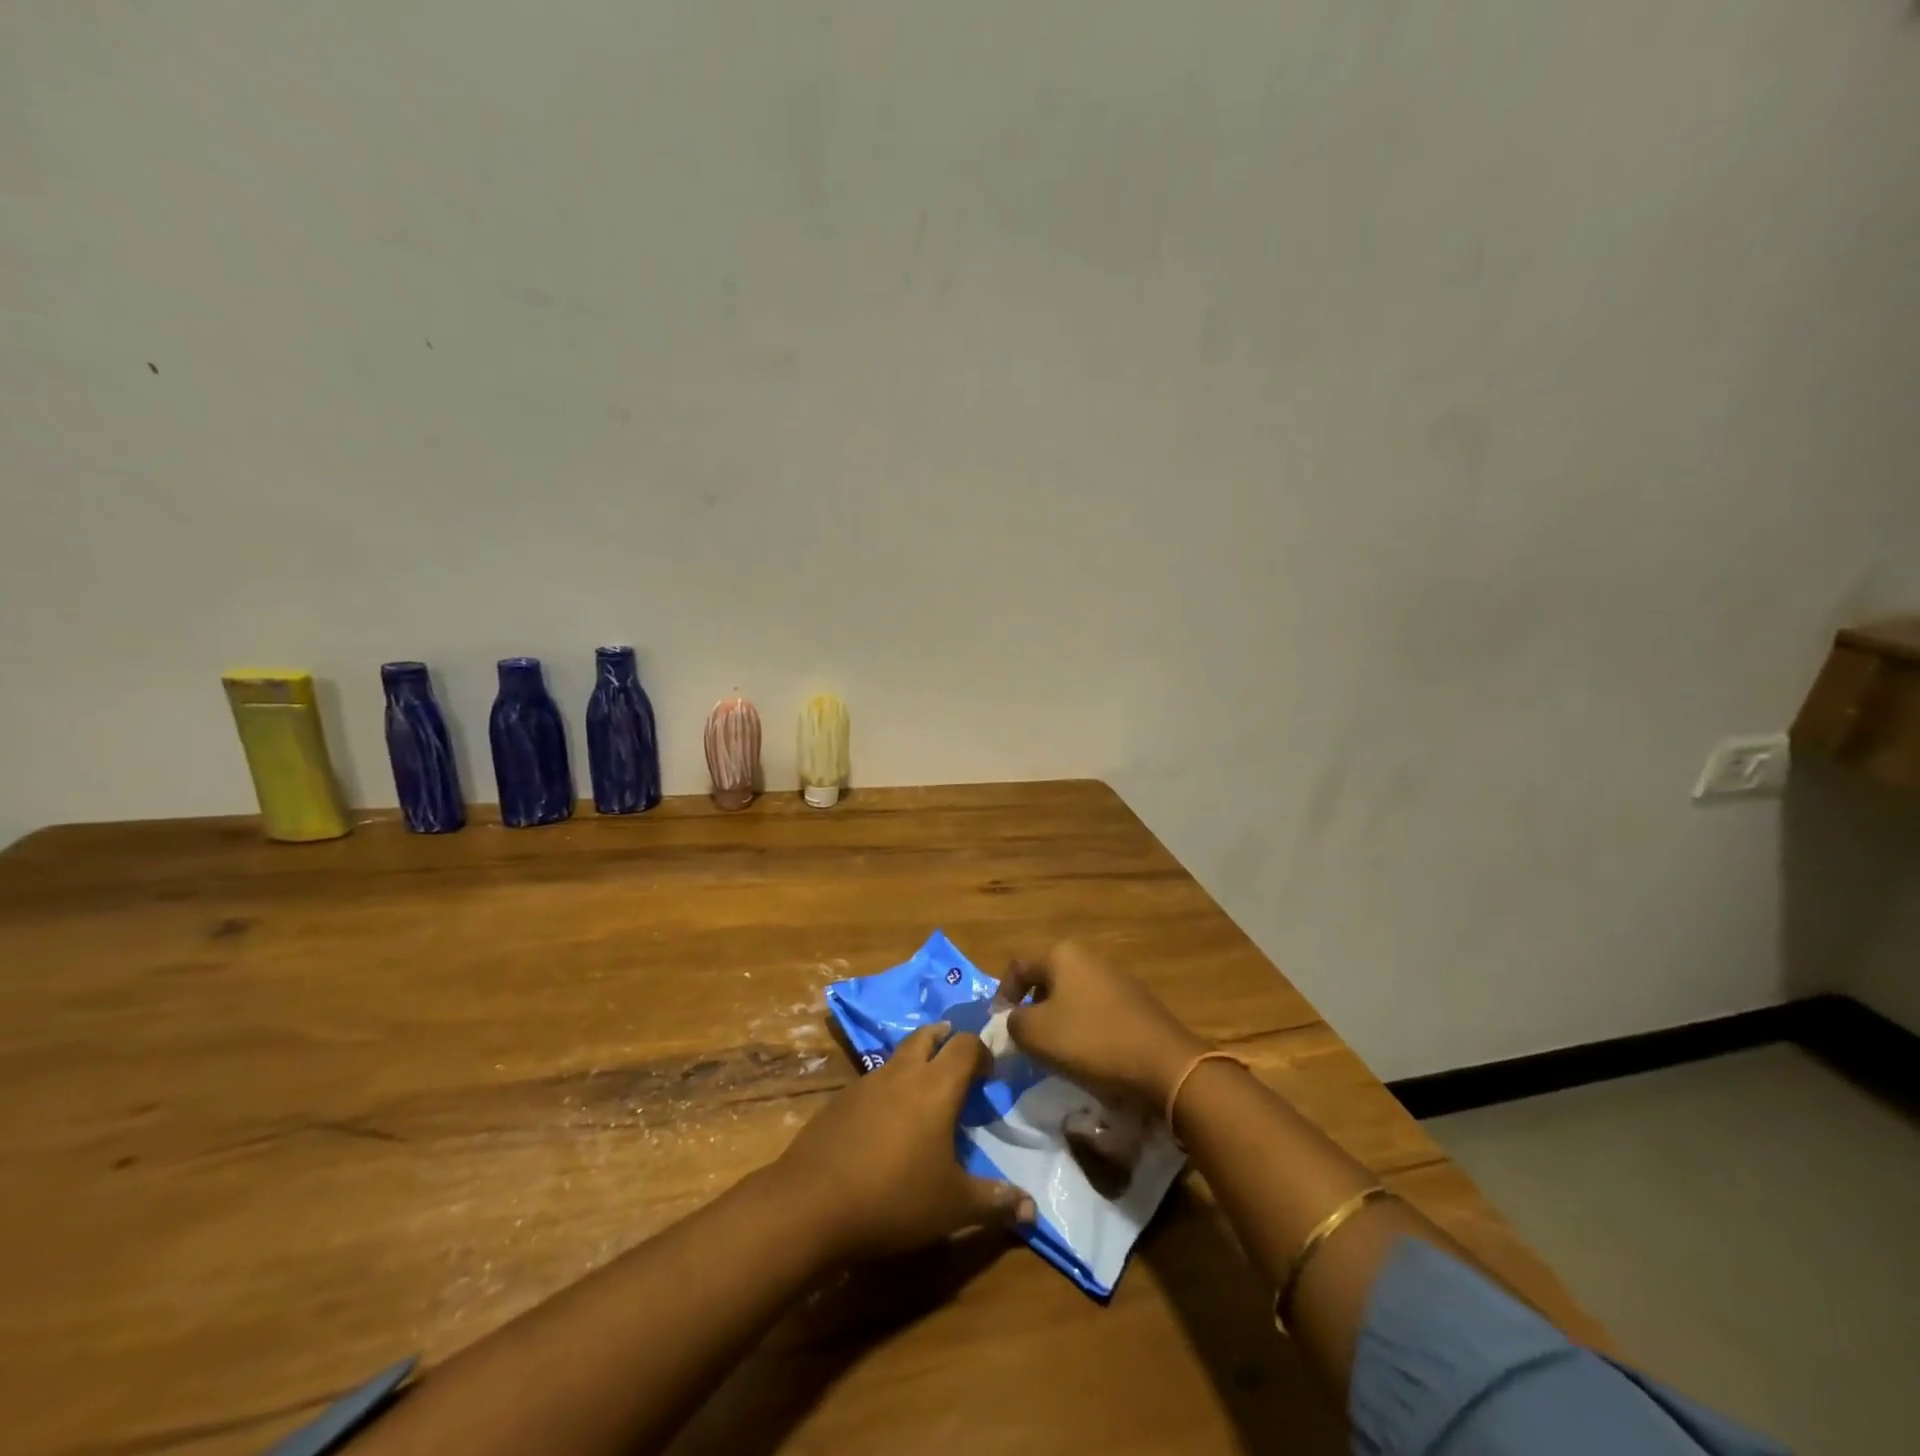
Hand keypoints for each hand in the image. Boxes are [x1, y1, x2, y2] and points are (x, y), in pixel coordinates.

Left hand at [775, 1023, 1034, 1261]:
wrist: (811, 1202)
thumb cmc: (894, 1197)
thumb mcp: (953, 1206)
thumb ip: (994, 1203)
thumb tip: (1033, 1210)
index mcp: (936, 1086)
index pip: (966, 1045)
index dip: (982, 1051)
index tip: (990, 1073)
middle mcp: (902, 1072)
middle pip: (928, 1035)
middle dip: (946, 1039)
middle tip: (958, 1060)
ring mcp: (866, 1082)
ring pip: (898, 1056)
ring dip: (915, 1063)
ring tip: (924, 1093)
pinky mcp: (839, 1101)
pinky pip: (873, 1082)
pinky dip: (888, 1089)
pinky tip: (886, 1123)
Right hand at [998, 942, 1207, 1107]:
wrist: (1163, 1064)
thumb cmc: (1091, 1041)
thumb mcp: (1036, 1034)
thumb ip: (1013, 1023)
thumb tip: (1012, 1021)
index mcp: (1062, 954)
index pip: (1018, 966)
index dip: (1002, 995)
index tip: (998, 1026)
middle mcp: (1089, 957)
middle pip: (1046, 979)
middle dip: (1031, 1009)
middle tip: (1025, 1041)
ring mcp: (1115, 978)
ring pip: (1071, 996)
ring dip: (1057, 1021)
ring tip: (1053, 1052)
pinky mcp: (1135, 1002)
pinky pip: (1096, 1011)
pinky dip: (1084, 1029)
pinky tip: (1087, 1056)